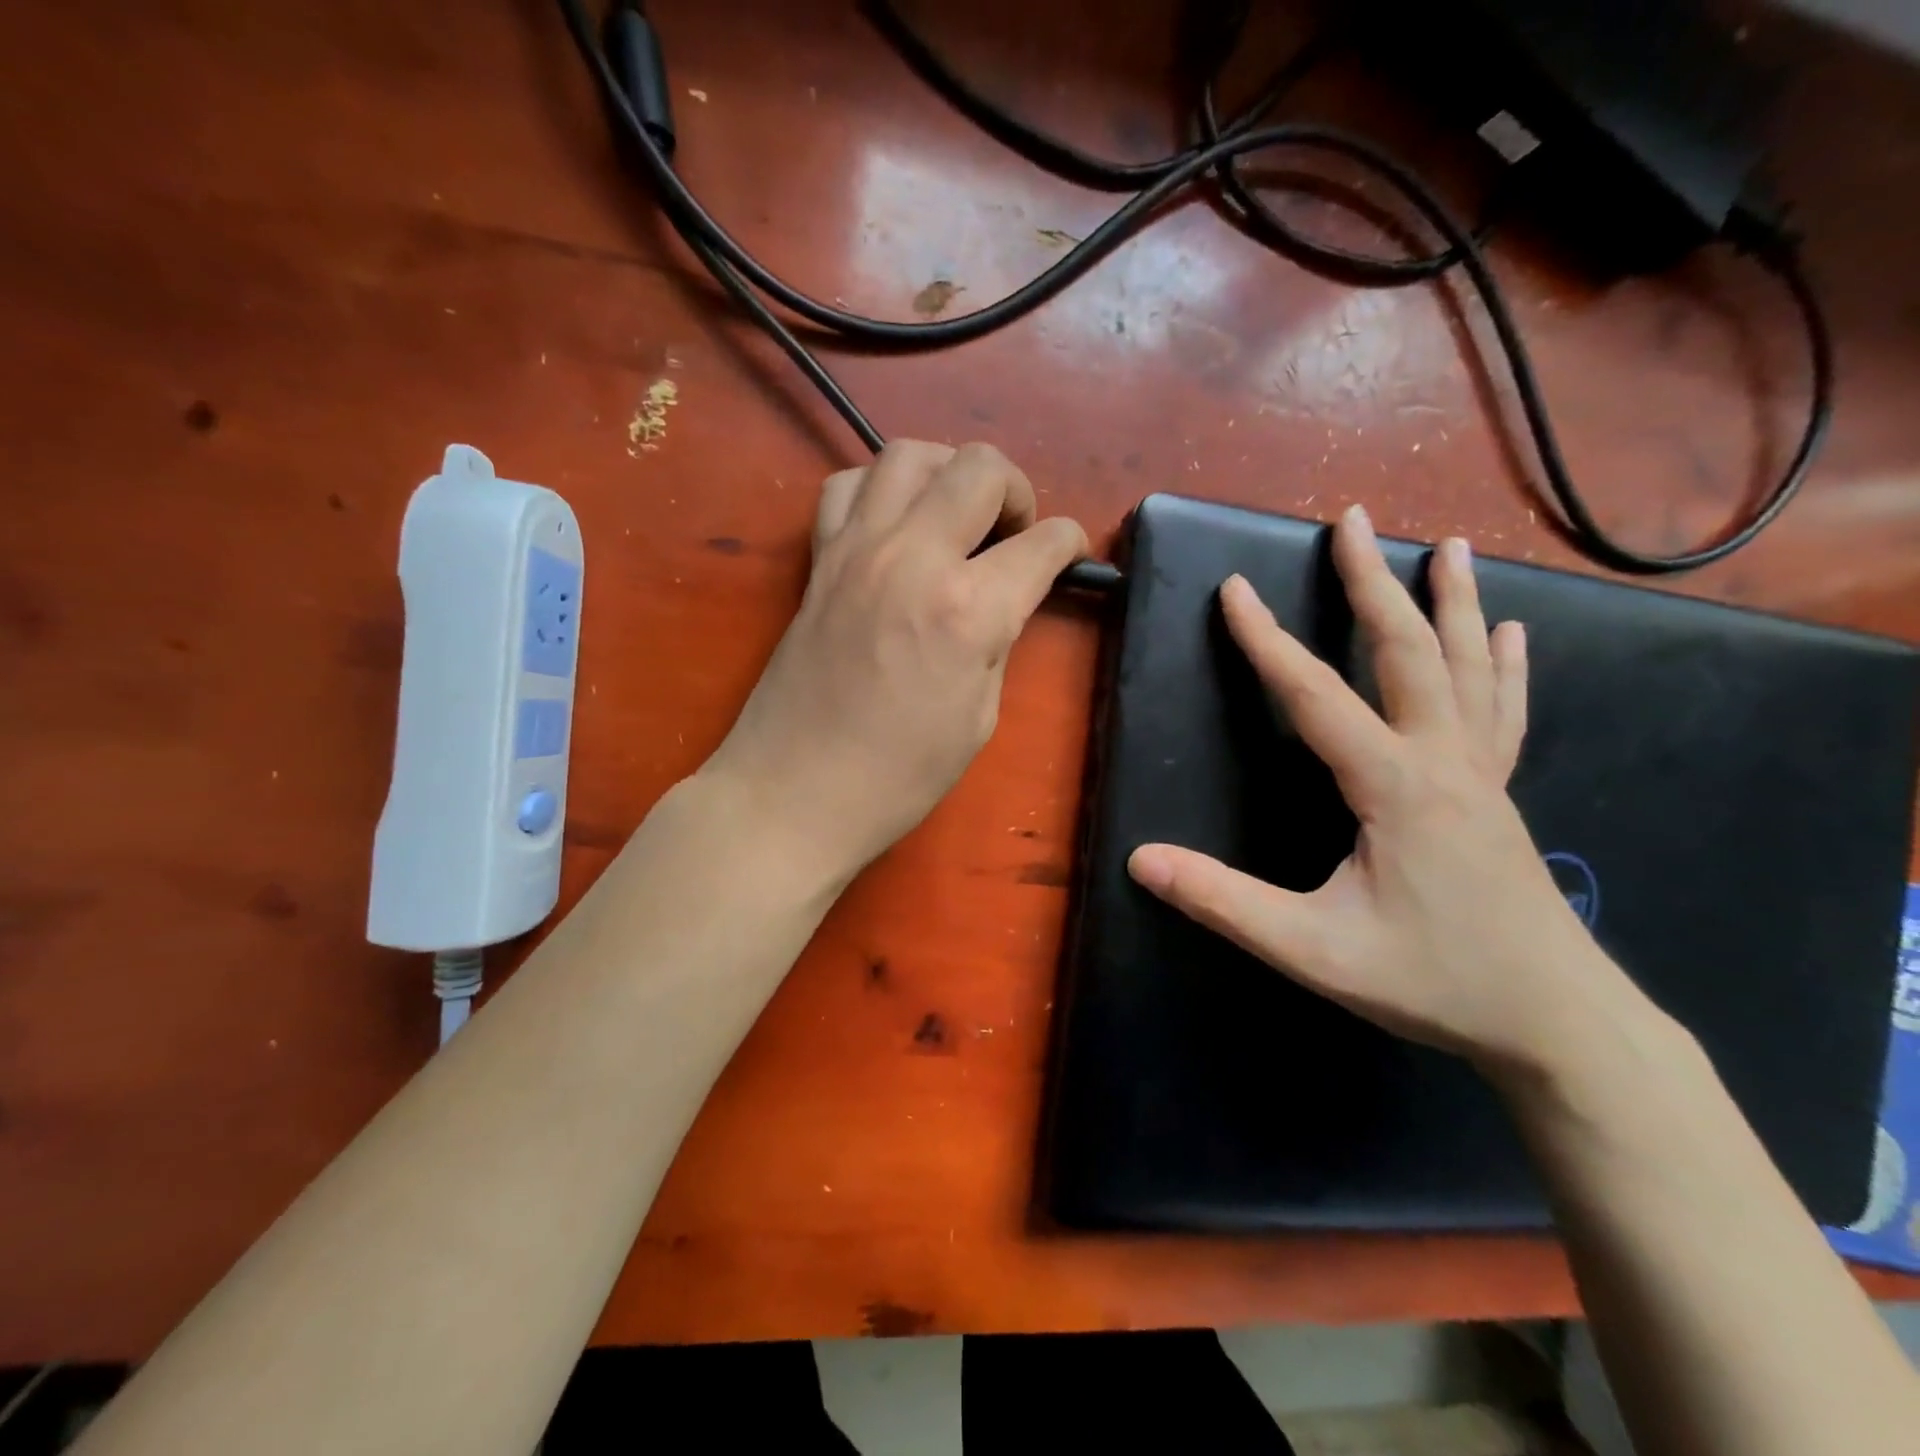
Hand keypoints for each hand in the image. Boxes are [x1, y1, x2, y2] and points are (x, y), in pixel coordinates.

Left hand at [706, 441, 1087, 879]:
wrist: (795, 792)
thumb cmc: (899, 776)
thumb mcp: (980, 717)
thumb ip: (999, 641)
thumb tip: (1006, 599)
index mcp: (969, 609)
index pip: (1043, 542)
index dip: (1069, 544)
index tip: (1068, 556)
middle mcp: (914, 557)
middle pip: (979, 466)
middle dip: (1015, 489)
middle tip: (1011, 534)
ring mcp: (857, 549)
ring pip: (909, 454)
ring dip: (947, 472)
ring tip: (954, 515)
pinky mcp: (819, 559)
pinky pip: (848, 486)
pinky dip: (880, 489)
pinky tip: (892, 526)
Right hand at [1127, 504, 1648, 1080]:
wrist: (1558, 1024)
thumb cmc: (1433, 982)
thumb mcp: (1312, 950)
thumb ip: (1224, 902)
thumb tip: (1141, 860)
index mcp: (1393, 786)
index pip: (1315, 696)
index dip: (1266, 641)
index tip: (1234, 589)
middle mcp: (1443, 762)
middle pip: (1407, 653)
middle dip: (1372, 583)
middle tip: (1352, 520)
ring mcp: (1481, 774)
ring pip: (1468, 669)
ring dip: (1451, 603)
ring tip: (1446, 548)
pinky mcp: (1498, 794)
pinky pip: (1502, 711)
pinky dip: (1504, 664)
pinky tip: (1508, 632)